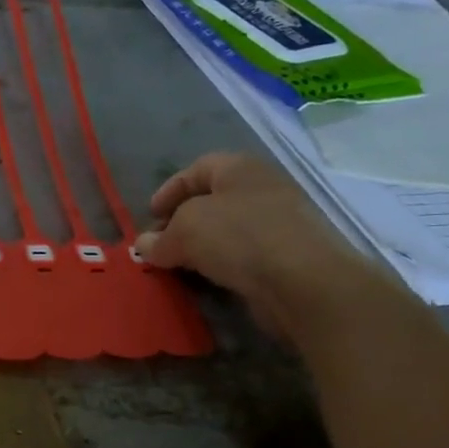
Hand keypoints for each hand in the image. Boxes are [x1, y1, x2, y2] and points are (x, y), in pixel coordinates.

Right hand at [136, 153, 388, 342]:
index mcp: (239, 168)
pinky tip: (208, 278)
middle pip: (212, 199)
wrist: (303, 280)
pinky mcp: (288, 254)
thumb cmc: (238, 236)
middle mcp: (262, 188)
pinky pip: (244, 253)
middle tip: (160, 244)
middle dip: (181, 221)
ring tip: (179, 265)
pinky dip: (222, 263)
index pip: (196, 170)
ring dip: (201, 245)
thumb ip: (159, 238)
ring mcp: (280, 221)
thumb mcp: (184, 230)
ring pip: (228, 229)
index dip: (169, 190)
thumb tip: (144, 245)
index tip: (149, 216)